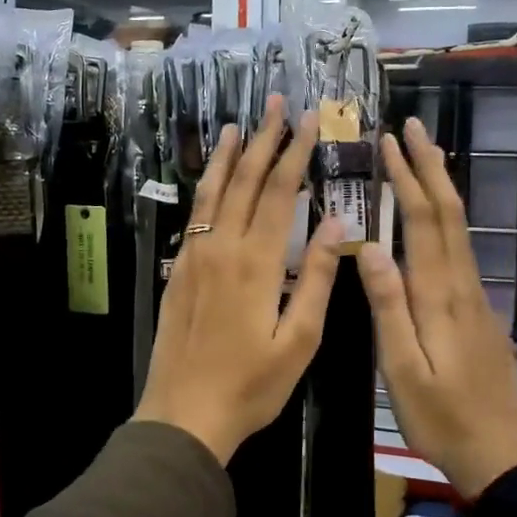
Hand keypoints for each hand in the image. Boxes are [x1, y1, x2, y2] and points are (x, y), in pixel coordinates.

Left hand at [136, 95, 342, 464]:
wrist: (184, 413)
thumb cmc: (251, 384)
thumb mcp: (299, 340)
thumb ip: (318, 278)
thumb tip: (337, 223)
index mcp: (256, 262)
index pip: (278, 192)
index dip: (295, 153)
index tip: (309, 121)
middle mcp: (221, 247)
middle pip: (243, 181)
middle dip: (262, 139)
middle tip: (275, 103)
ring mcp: (194, 256)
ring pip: (212, 192)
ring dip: (227, 155)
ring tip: (238, 124)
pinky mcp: (178, 270)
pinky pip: (196, 214)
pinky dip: (207, 187)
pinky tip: (213, 178)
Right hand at [357, 118, 516, 497]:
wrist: (503, 456)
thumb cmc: (443, 417)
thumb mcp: (402, 369)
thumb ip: (388, 307)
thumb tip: (369, 247)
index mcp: (439, 296)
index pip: (423, 221)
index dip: (407, 177)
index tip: (389, 142)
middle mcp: (462, 285)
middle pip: (449, 213)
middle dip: (430, 166)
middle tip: (412, 127)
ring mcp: (475, 297)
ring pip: (459, 228)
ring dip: (441, 186)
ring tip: (424, 156)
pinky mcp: (478, 311)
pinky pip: (460, 248)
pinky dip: (446, 217)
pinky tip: (436, 217)